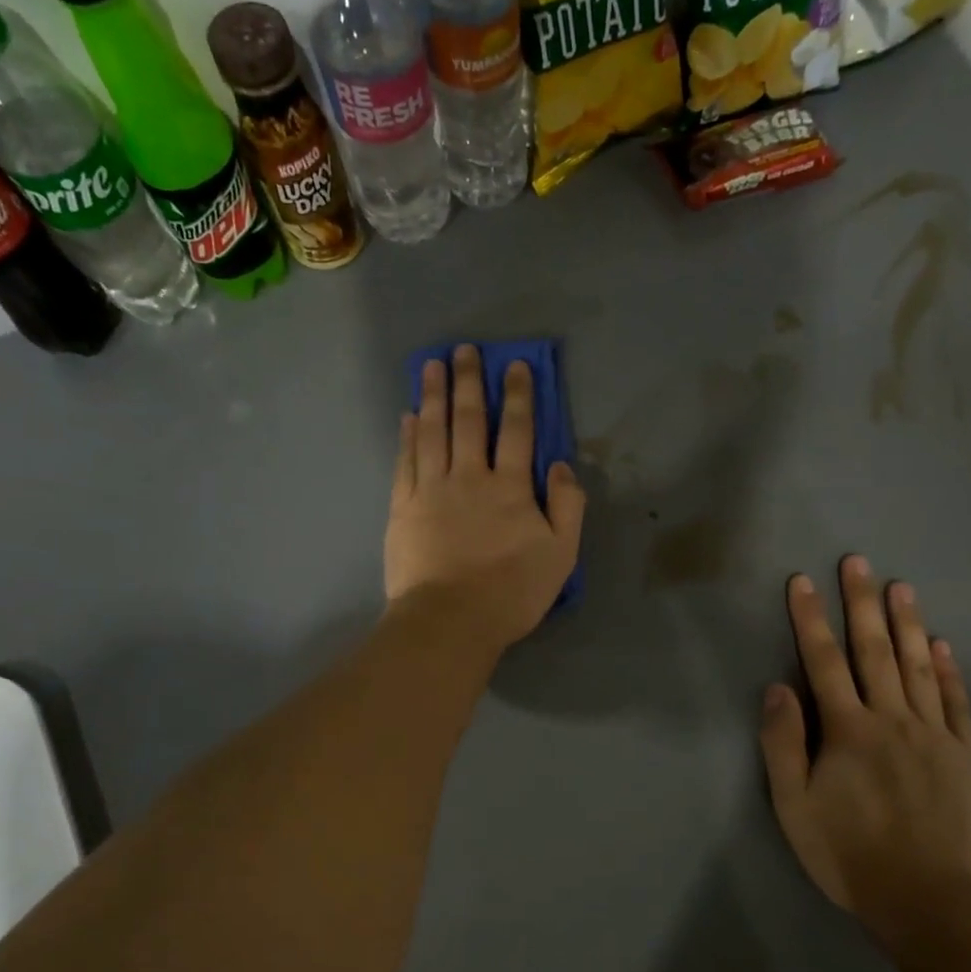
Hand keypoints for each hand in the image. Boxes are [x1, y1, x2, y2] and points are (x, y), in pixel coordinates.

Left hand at [385, 344, 584, 654]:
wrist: (450, 621)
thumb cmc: (511, 593)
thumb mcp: (560, 556)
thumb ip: (567, 507)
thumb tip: (561, 467)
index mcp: (510, 488)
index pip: (517, 431)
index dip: (518, 395)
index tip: (514, 364)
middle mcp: (469, 478)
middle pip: (469, 420)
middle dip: (469, 382)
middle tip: (464, 350)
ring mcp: (431, 490)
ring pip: (432, 432)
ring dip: (433, 396)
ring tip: (430, 366)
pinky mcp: (403, 508)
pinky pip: (406, 462)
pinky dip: (407, 436)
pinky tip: (408, 416)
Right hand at [759, 557, 970, 948]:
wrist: (928, 899)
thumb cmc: (849, 854)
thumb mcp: (794, 806)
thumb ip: (784, 744)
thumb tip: (779, 688)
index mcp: (848, 730)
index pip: (823, 662)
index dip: (810, 619)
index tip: (802, 582)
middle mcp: (892, 720)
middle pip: (874, 651)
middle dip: (861, 603)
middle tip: (858, 561)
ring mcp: (934, 734)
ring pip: (918, 666)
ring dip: (907, 622)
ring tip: (900, 585)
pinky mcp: (965, 755)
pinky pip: (955, 701)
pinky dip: (947, 670)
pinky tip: (941, 644)